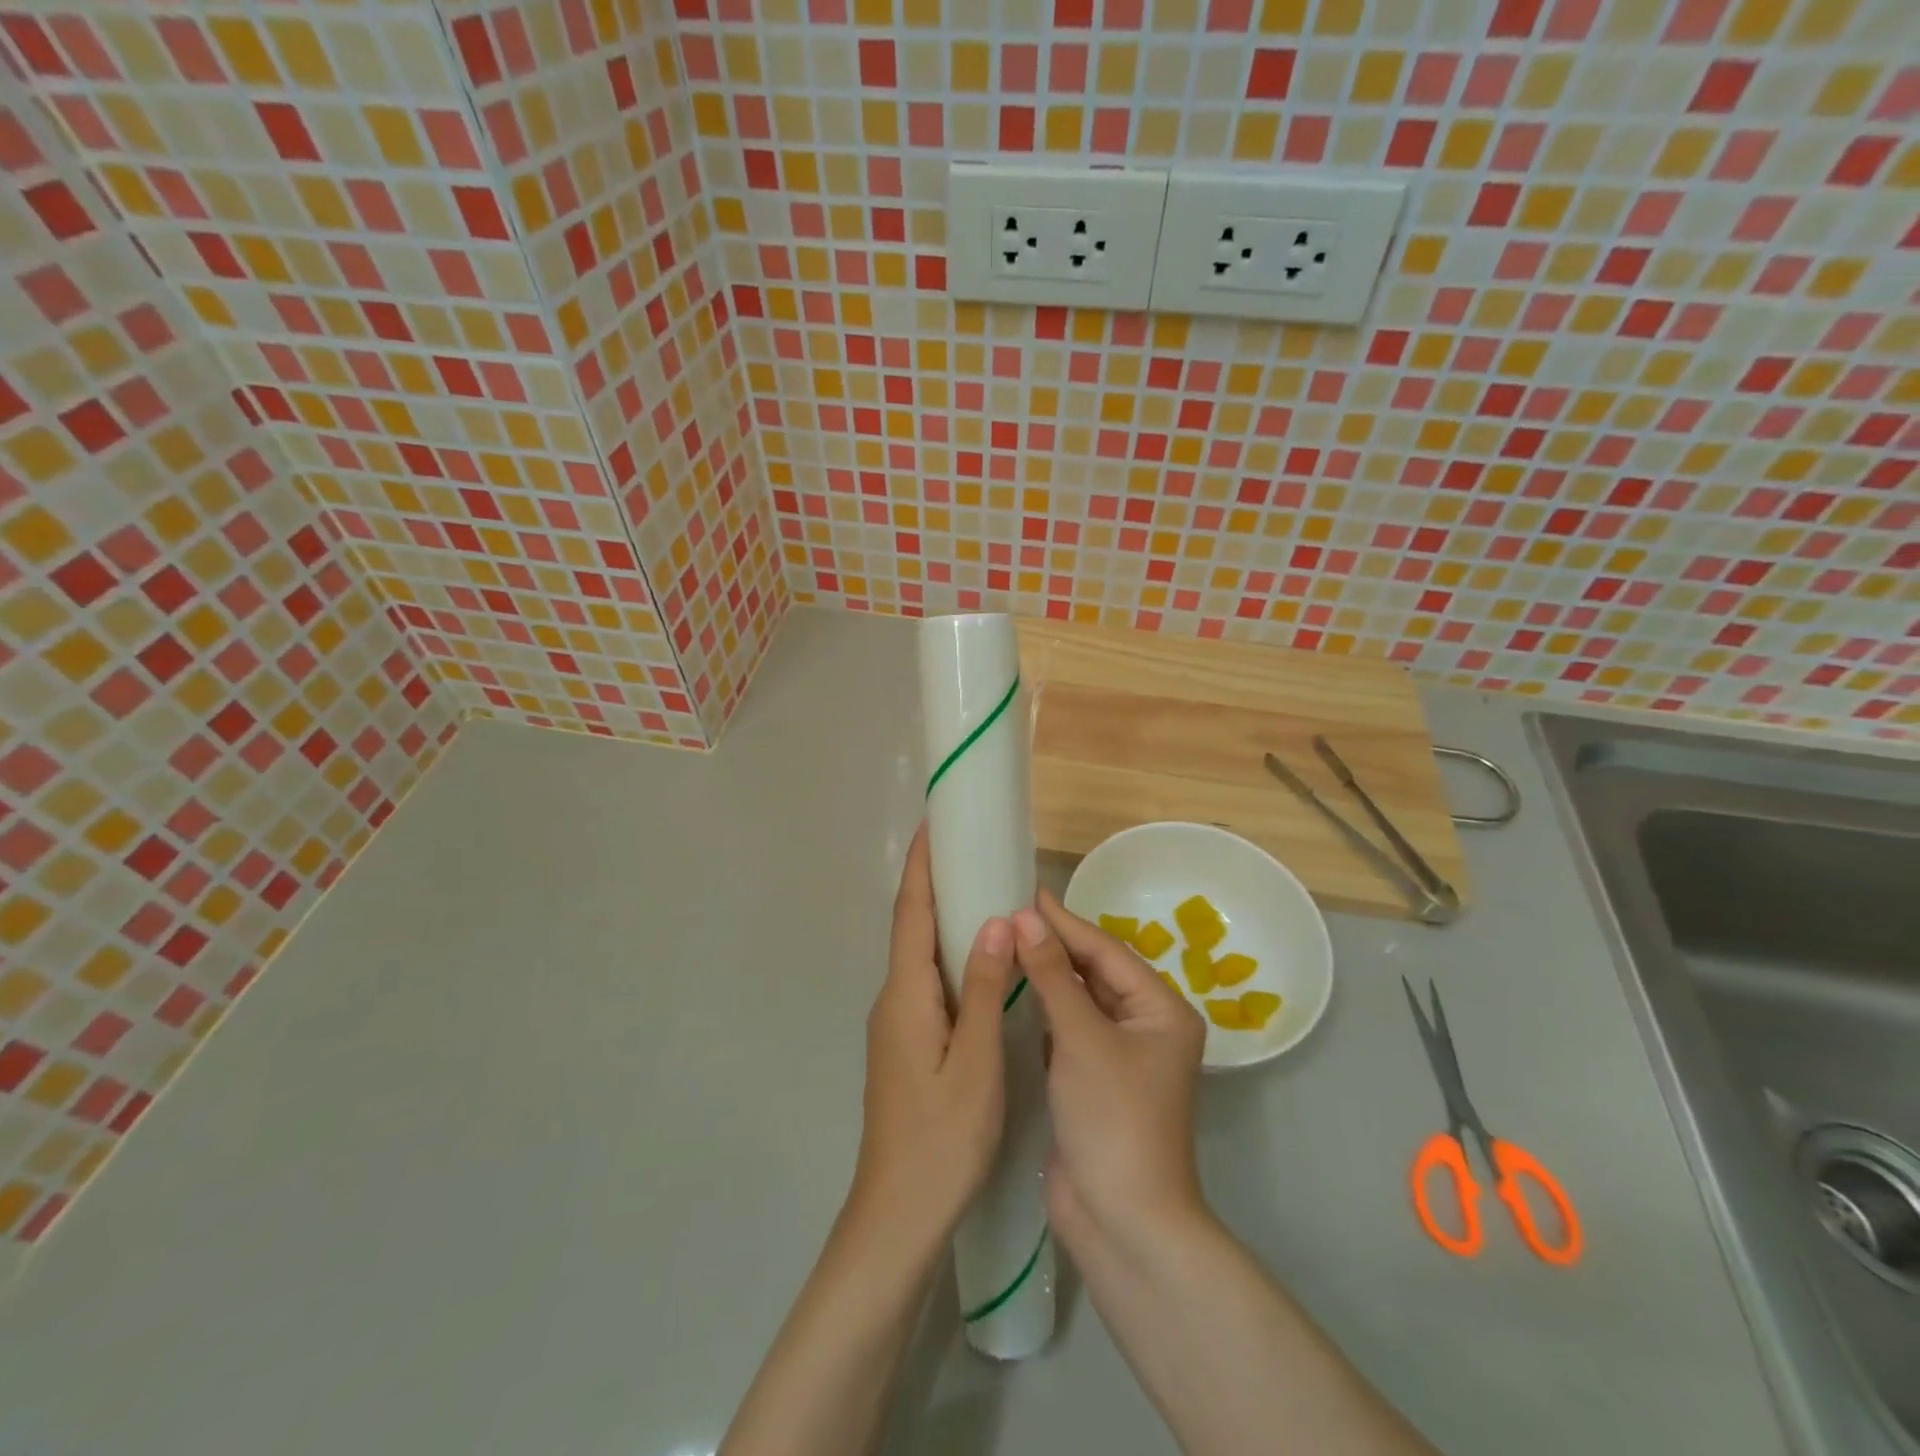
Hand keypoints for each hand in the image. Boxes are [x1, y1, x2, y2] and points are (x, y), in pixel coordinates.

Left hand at [850, 825, 1014, 1243]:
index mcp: (906, 995)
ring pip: (922, 956)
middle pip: (913, 927)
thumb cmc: (941, 1139)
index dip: (921, 865)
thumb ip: (986, 990)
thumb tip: (995, 921)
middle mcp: (894, 1000)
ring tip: (980, 889)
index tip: (933, 822)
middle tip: (969, 847)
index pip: (911, 913)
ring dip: (943, 918)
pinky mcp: (908, 1044)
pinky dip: (951, 955)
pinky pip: (930, 982)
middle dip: (934, 882)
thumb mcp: (975, 1063)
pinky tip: (981, 960)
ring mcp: (898, 1024)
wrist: (897, 1215)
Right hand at [1013, 891, 1207, 1250]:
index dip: (1063, 921)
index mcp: (1160, 1009)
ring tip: (1003, 939)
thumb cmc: (1113, 1118)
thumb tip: (1023, 917)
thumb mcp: (1082, 1038)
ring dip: (1044, 974)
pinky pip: (1067, 1028)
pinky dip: (1041, 1008)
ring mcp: (1118, 1054)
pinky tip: (1012, 988)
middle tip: (1006, 911)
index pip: (1105, 950)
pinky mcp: (1092, 1078)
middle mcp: (1145, 1025)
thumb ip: (1051, 975)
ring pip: (1078, 999)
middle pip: (1093, 971)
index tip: (1024, 891)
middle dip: (1052, 944)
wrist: (1123, 1223)